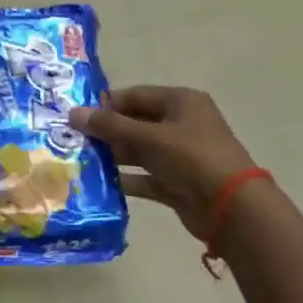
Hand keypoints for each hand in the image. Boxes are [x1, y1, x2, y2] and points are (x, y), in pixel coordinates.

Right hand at [71, 86, 258, 238]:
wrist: (231, 207)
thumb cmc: (191, 158)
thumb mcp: (149, 137)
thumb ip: (110, 126)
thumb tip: (73, 113)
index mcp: (181, 102)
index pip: (136, 95)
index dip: (107, 104)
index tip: (76, 115)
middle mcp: (181, 124)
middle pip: (136, 122)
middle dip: (106, 131)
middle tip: (71, 138)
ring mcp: (180, 155)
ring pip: (139, 150)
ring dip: (113, 155)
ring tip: (79, 159)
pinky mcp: (176, 183)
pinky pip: (145, 177)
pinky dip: (125, 179)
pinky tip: (98, 184)